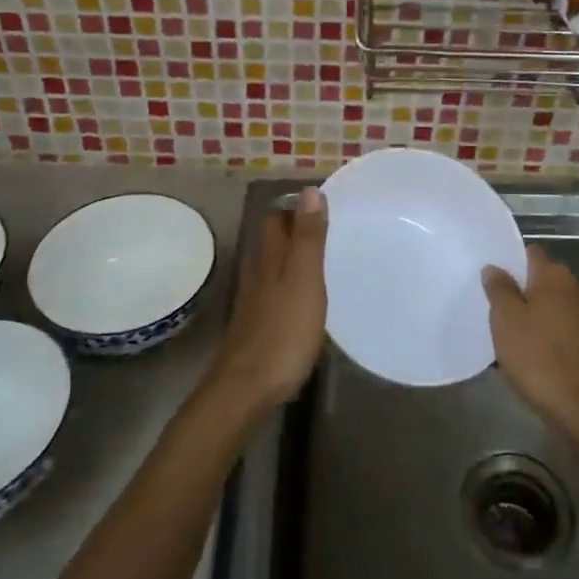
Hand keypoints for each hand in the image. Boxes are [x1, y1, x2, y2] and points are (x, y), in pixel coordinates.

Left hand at [208, 189, 327, 413]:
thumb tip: (310, 191)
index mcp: (269, 256)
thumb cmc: (284, 330)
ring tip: (324, 260)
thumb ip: (308, 237)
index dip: (296, 207)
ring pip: (273, 265)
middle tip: (330, 230)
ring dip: (293, 257)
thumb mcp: (304, 279)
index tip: (325, 205)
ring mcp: (255, 300)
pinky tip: (307, 298)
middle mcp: (258, 272)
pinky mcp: (257, 324)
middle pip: (272, 240)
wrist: (247, 387)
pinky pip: (275, 291)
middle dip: (295, 230)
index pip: (277, 217)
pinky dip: (291, 285)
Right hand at [482, 247, 578, 439]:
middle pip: (544, 280)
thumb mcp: (506, 322)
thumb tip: (494, 267)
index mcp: (554, 276)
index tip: (493, 281)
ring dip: (539, 316)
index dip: (511, 263)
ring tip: (515, 338)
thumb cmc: (540, 359)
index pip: (530, 253)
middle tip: (498, 313)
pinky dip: (553, 336)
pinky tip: (538, 356)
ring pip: (556, 306)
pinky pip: (567, 329)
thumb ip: (499, 289)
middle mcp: (577, 288)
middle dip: (523, 291)